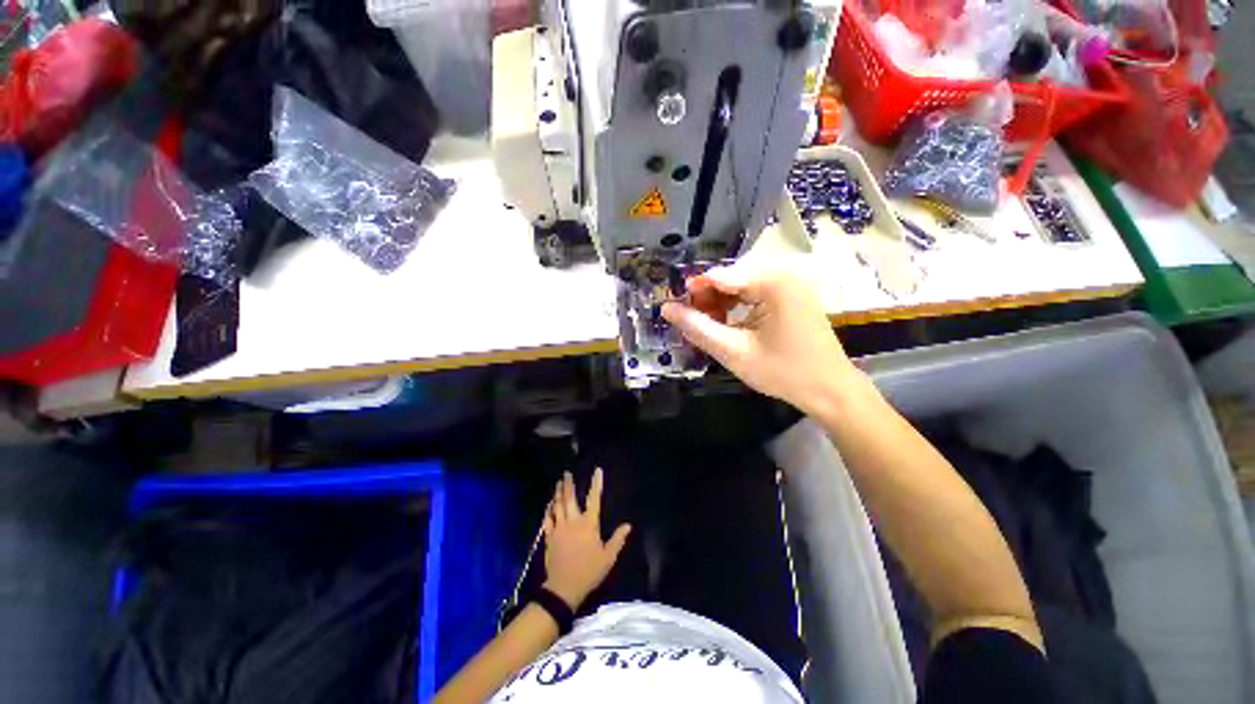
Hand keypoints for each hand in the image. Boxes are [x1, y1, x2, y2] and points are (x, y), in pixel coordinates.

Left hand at [543, 468, 631, 609]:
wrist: (564, 588)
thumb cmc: (589, 571)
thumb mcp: (608, 557)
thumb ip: (617, 539)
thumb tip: (628, 525)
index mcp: (589, 524)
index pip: (594, 499)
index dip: (596, 483)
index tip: (597, 470)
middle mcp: (573, 522)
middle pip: (570, 498)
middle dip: (568, 484)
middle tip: (566, 473)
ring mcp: (559, 528)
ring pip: (557, 506)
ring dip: (558, 493)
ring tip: (558, 483)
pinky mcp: (549, 537)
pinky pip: (548, 519)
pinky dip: (548, 510)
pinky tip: (549, 504)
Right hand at [661, 264, 860, 415]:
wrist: (830, 391)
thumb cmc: (783, 372)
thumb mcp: (733, 352)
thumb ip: (698, 328)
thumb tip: (666, 309)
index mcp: (773, 282)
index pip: (720, 276)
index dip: (693, 291)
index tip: (674, 308)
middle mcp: (783, 275)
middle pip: (731, 279)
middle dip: (708, 299)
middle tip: (691, 321)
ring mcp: (790, 286)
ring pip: (741, 287)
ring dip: (720, 303)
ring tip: (707, 326)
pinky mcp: (792, 298)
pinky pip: (755, 295)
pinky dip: (737, 308)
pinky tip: (727, 325)